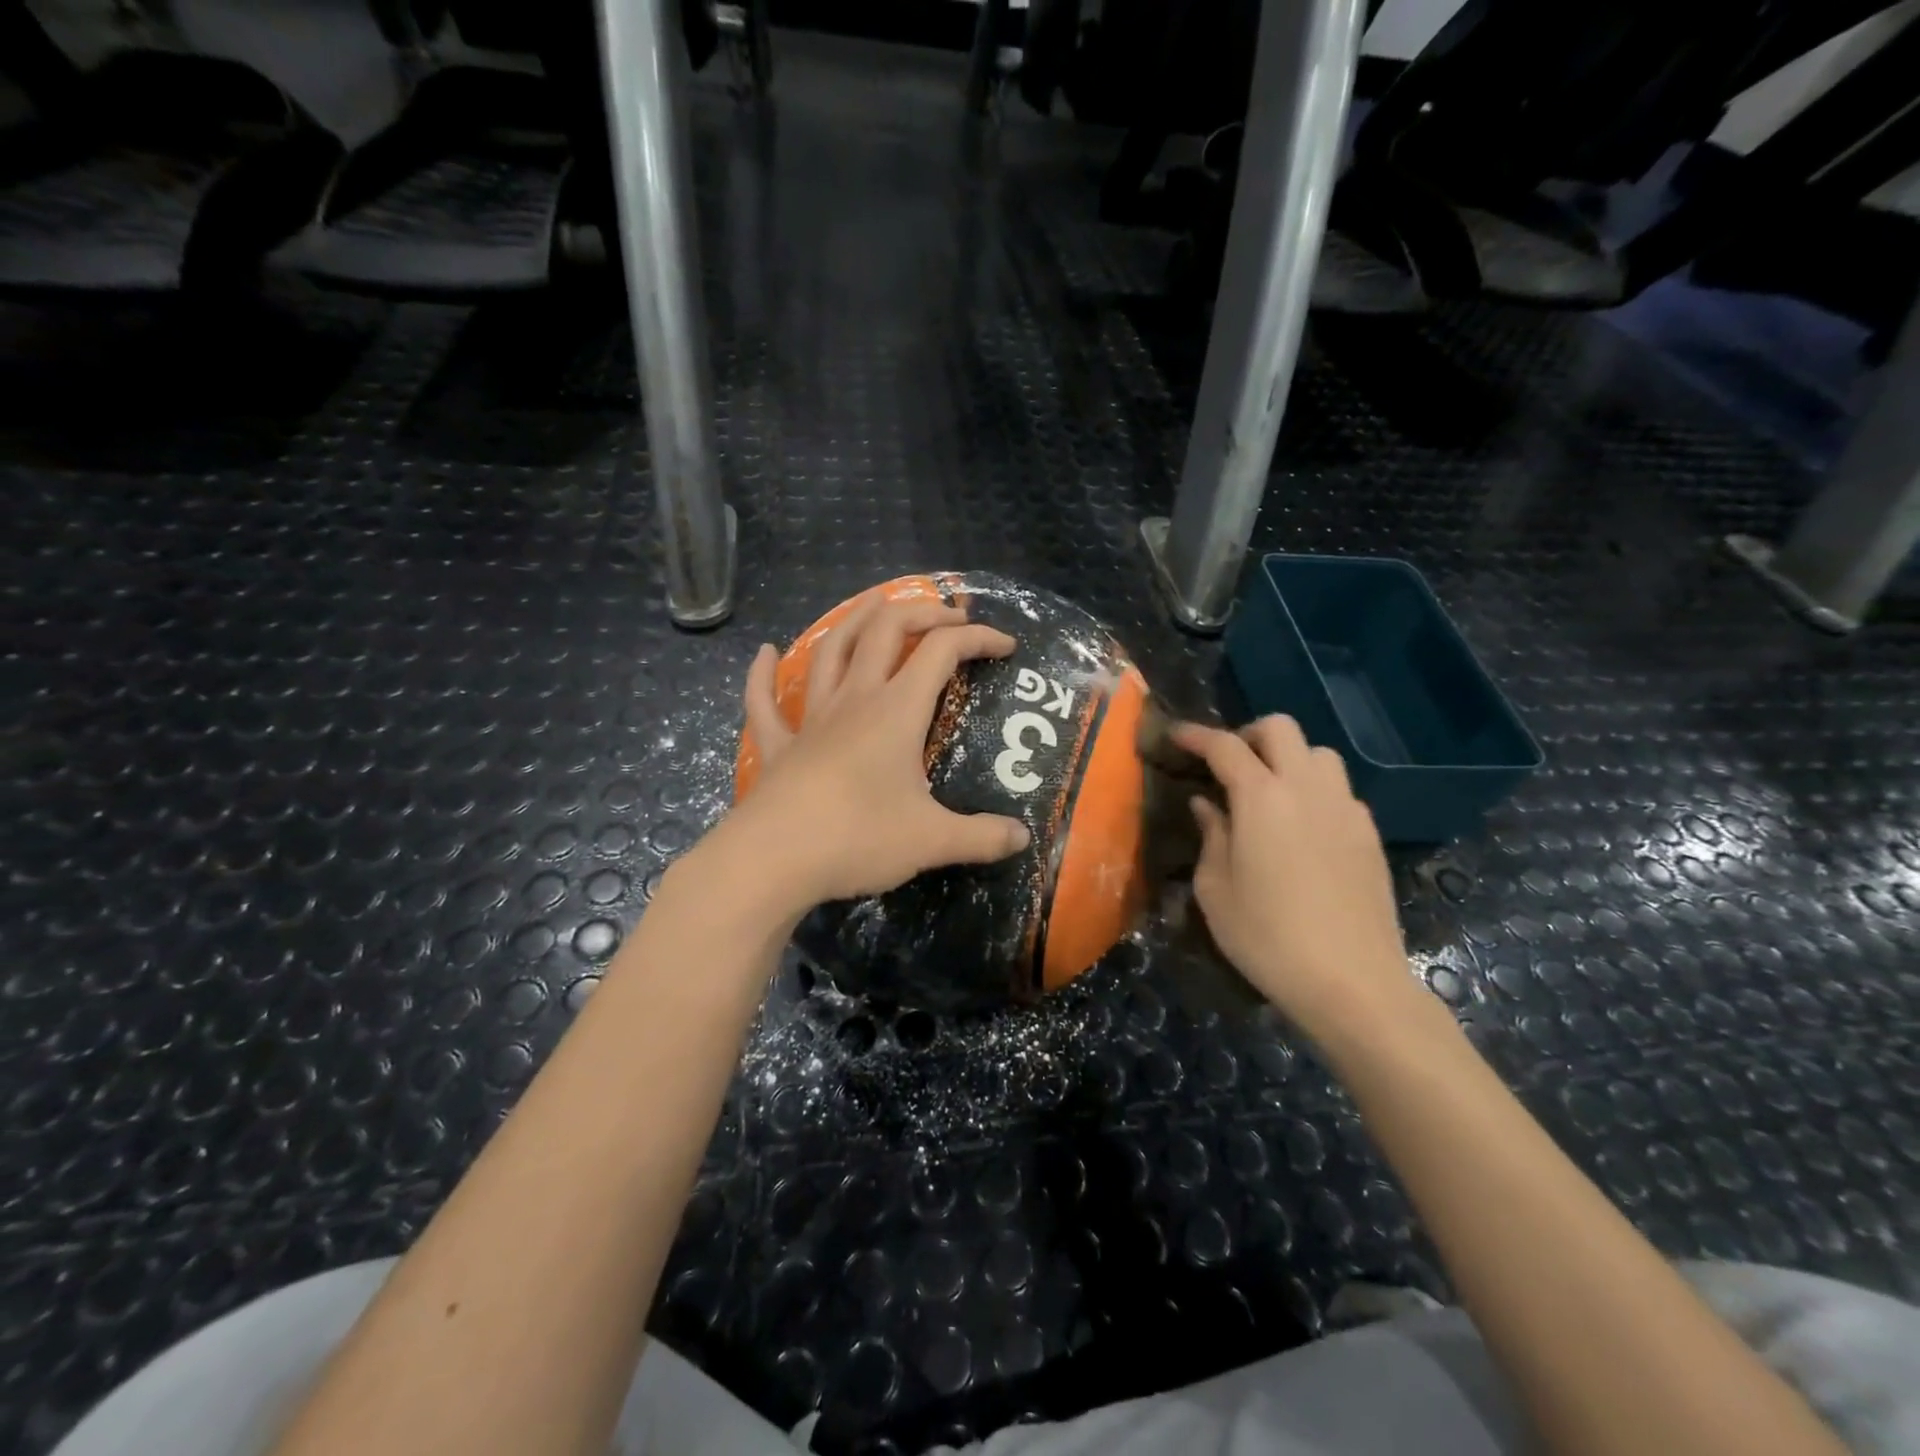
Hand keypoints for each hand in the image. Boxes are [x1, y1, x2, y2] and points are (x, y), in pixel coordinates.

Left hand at [728, 596, 1031, 909]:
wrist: (774, 859)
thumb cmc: (859, 838)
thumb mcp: (933, 841)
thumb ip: (983, 837)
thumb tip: (1024, 837)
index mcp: (896, 711)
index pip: (942, 652)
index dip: (978, 638)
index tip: (1007, 647)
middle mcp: (855, 700)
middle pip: (885, 631)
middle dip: (920, 612)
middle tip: (947, 616)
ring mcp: (811, 719)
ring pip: (831, 651)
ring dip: (855, 620)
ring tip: (874, 603)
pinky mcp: (778, 746)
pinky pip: (765, 702)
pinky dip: (764, 674)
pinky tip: (765, 652)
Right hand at [1175, 716, 1417, 1041]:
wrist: (1352, 981)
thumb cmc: (1267, 937)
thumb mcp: (1215, 890)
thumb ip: (1211, 836)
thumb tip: (1208, 805)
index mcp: (1262, 799)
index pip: (1225, 746)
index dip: (1196, 735)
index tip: (1175, 735)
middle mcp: (1307, 789)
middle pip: (1281, 729)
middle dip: (1248, 734)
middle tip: (1228, 764)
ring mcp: (1345, 808)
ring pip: (1318, 753)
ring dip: (1288, 759)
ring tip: (1269, 792)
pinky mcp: (1369, 834)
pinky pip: (1339, 790)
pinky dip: (1315, 791)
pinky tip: (1303, 828)